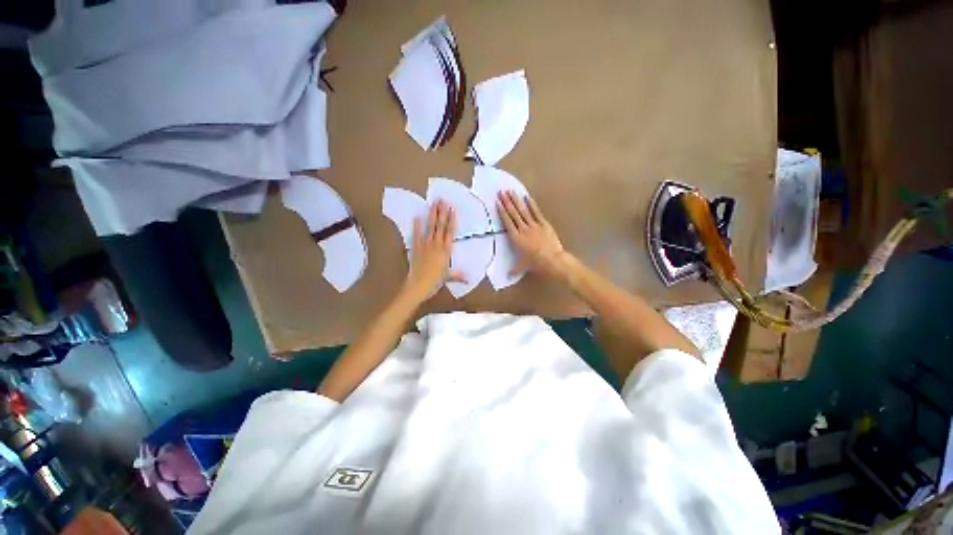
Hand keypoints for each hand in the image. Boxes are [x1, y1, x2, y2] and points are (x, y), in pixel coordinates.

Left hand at [403, 200, 466, 300]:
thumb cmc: (435, 281)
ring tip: (433, 204)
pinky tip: (416, 217)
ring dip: (432, 215)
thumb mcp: (448, 277)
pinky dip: (416, 226)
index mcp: (446, 250)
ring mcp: (425, 244)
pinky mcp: (416, 247)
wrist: (419, 284)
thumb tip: (467, 278)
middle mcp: (436, 244)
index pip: (450, 231)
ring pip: (430, 227)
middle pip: (440, 226)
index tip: (453, 209)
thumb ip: (458, 275)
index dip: (452, 219)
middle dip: (442, 212)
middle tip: (442, 200)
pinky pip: (416, 235)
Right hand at [497, 191, 566, 277]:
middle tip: (501, 192)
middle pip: (514, 214)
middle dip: (507, 202)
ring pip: (523, 211)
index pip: (507, 222)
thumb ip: (514, 270)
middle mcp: (523, 229)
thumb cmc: (536, 263)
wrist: (553, 260)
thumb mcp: (523, 267)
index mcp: (516, 238)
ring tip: (511, 191)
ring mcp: (534, 225)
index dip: (502, 211)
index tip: (497, 202)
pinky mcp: (544, 224)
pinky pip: (536, 212)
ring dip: (516, 200)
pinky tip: (527, 197)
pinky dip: (531, 204)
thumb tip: (507, 276)